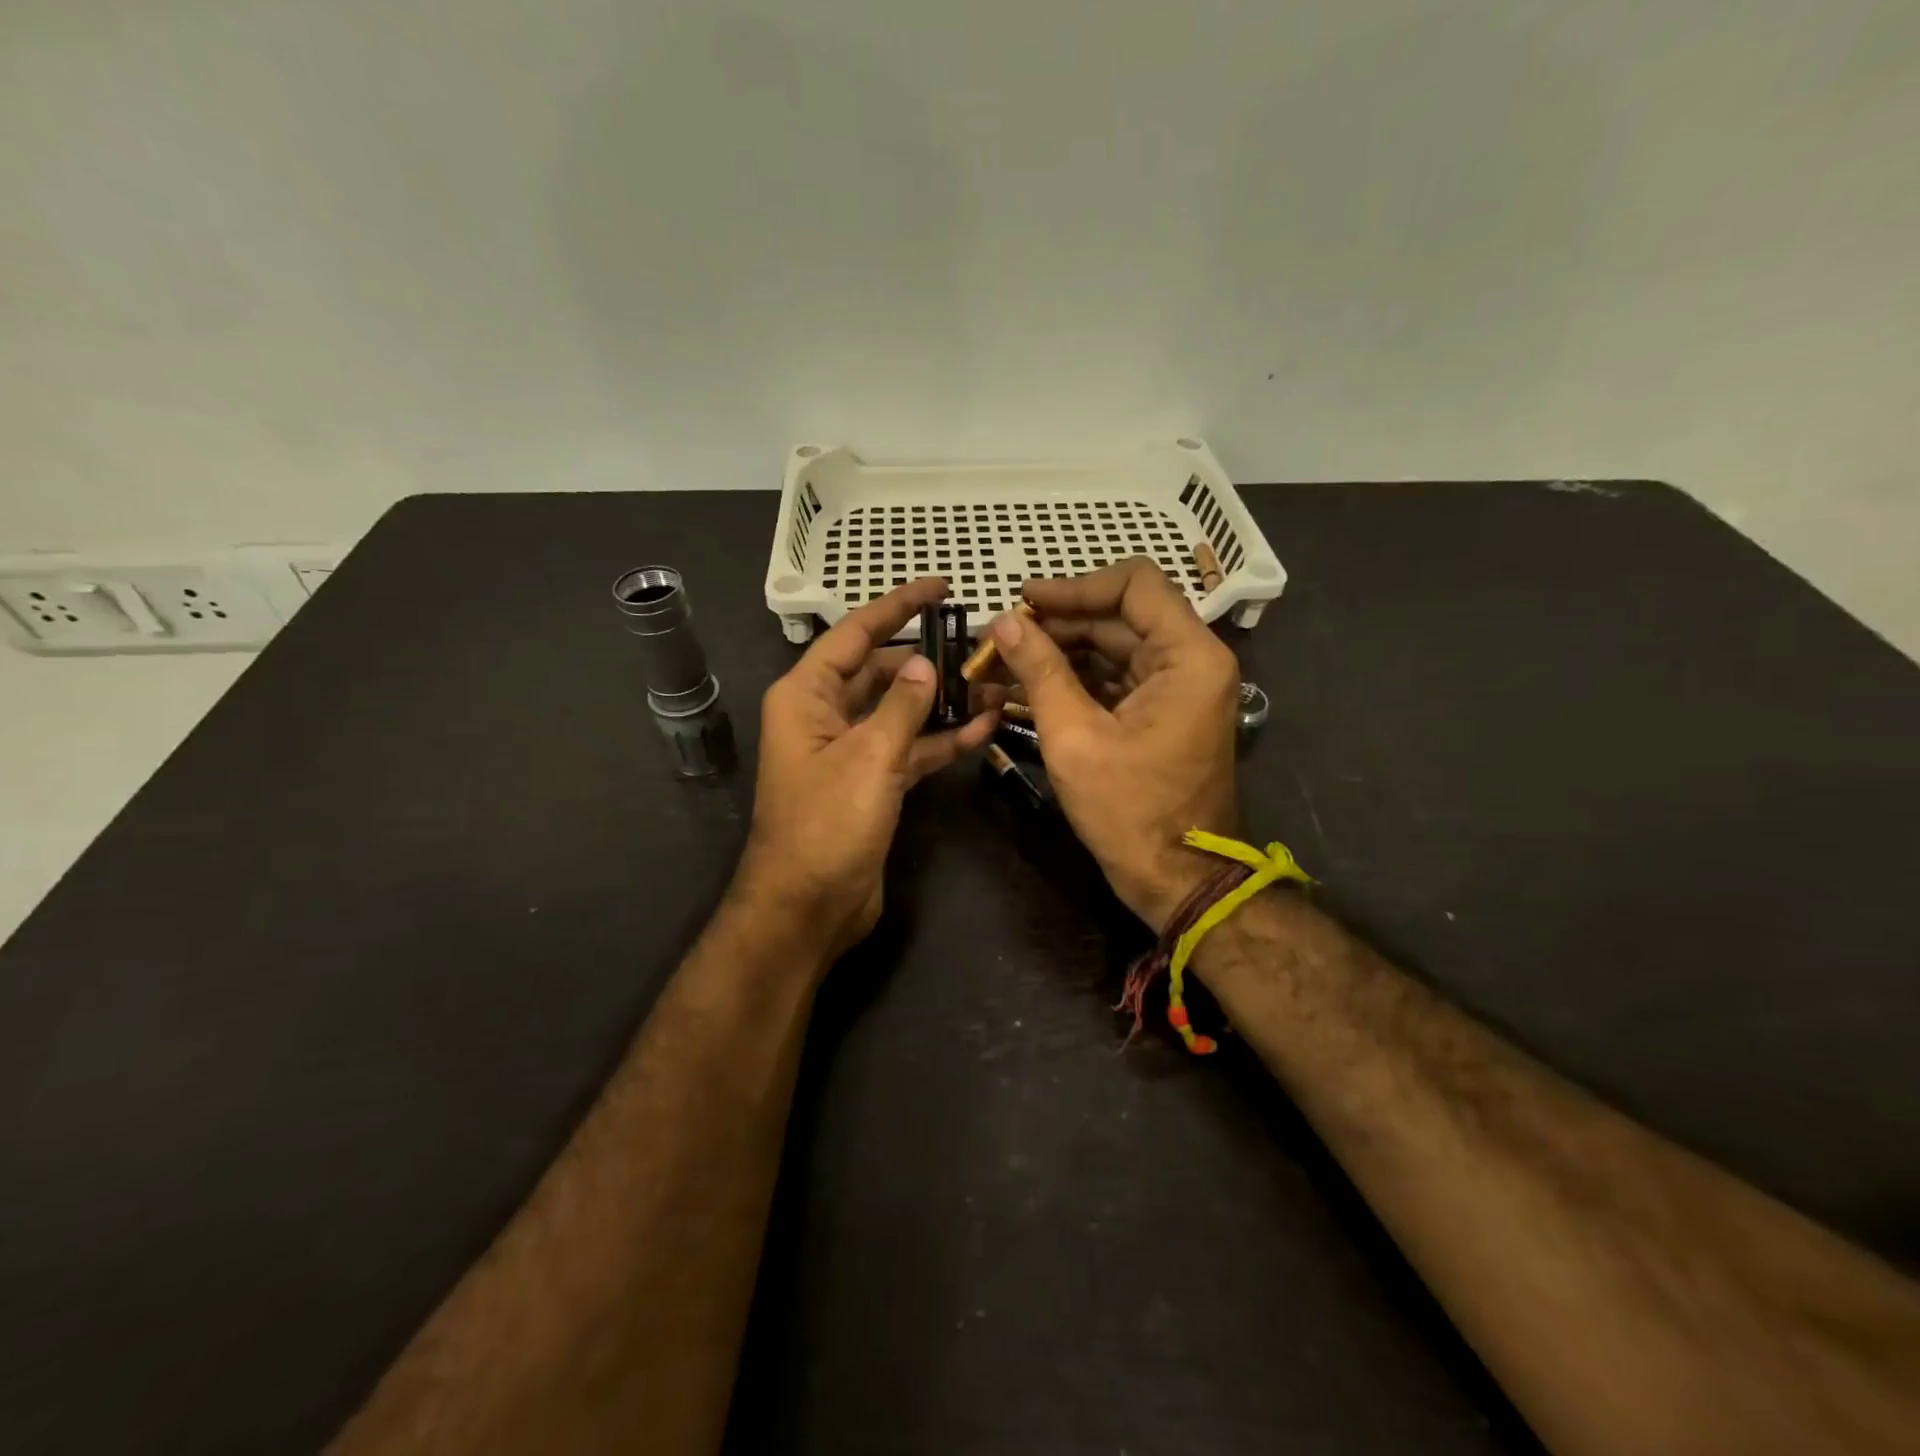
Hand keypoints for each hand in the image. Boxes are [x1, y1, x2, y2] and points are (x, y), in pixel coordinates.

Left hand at [734, 578, 997, 959]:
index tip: (940, 586)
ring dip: (941, 701)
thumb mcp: (869, 757)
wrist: (808, 908)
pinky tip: (983, 729)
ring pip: (900, 711)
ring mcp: (850, 751)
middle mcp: (825, 715)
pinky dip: (940, 740)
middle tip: (979, 644)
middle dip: (927, 658)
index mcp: (807, 696)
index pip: (855, 634)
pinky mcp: (872, 783)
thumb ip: (902, 706)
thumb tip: (925, 664)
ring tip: (993, 684)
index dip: (897, 606)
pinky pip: (909, 749)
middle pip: (880, 670)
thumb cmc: (826, 825)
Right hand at [987, 557, 1239, 931]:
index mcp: (1188, 656)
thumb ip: (1040, 671)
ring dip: (1055, 656)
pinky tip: (1022, 690)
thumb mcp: (1075, 738)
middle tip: (995, 641)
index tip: (1023, 602)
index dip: (1074, 587)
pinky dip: (1071, 682)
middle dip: (1053, 627)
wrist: (1177, 881)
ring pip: (1110, 649)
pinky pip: (1112, 681)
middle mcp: (1190, 661)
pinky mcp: (1159, 714)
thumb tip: (1004, 623)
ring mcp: (1176, 689)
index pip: (1134, 584)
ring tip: (997, 666)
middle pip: (1117, 617)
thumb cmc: (1131, 812)